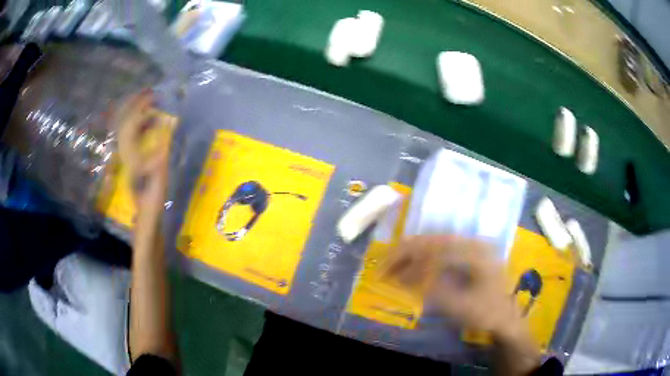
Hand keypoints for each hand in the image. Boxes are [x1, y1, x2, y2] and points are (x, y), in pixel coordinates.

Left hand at [115, 90, 168, 215]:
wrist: (145, 212)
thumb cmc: (153, 195)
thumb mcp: (160, 171)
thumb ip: (163, 146)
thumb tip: (169, 123)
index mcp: (130, 153)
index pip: (132, 123)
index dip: (141, 107)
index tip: (153, 95)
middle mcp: (125, 151)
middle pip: (125, 122)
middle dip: (136, 105)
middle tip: (149, 92)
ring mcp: (127, 155)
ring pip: (127, 128)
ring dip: (137, 113)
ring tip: (151, 103)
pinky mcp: (131, 158)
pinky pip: (132, 136)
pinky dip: (140, 125)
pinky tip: (150, 122)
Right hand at [383, 236, 535, 344]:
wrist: (505, 317)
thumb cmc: (485, 313)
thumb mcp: (459, 308)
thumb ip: (432, 291)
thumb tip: (403, 278)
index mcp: (477, 254)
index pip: (436, 251)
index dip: (410, 262)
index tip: (389, 275)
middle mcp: (475, 243)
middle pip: (435, 240)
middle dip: (407, 252)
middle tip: (384, 264)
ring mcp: (473, 245)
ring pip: (436, 240)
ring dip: (412, 251)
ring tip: (392, 262)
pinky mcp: (470, 252)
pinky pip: (442, 246)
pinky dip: (423, 253)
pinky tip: (411, 261)